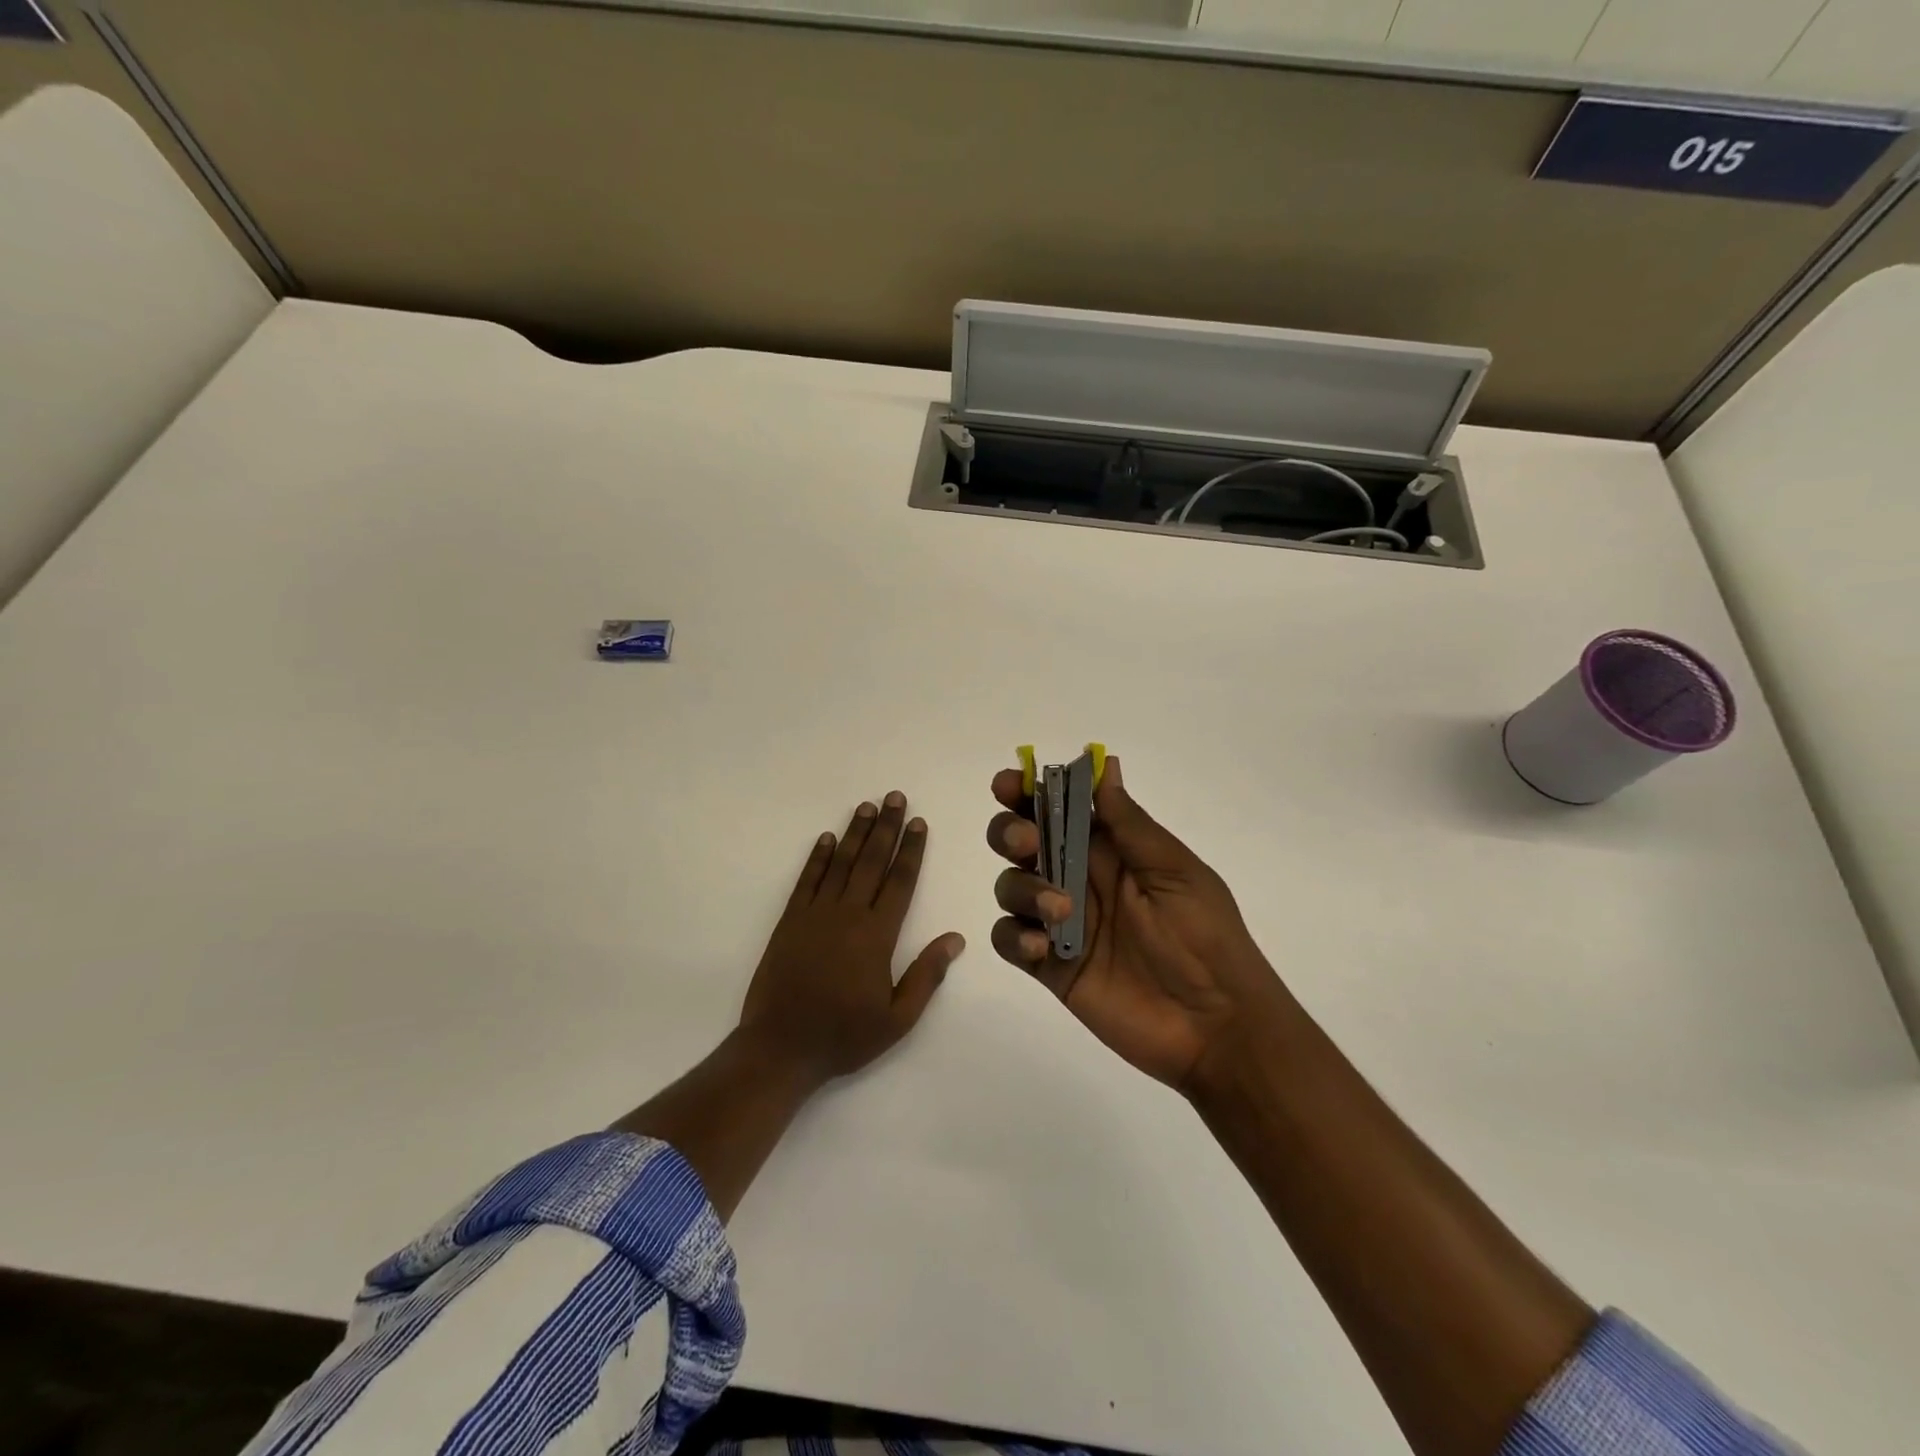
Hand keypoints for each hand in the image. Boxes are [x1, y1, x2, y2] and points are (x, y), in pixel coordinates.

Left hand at [740, 791, 964, 1086]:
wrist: (780, 1047)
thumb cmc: (844, 1035)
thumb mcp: (898, 1018)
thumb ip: (927, 975)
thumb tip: (955, 938)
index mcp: (877, 935)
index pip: (900, 881)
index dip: (911, 850)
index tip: (918, 822)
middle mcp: (848, 915)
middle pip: (872, 861)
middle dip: (886, 827)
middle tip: (895, 797)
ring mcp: (815, 914)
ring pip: (841, 863)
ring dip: (855, 833)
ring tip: (867, 806)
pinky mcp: (790, 921)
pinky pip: (807, 880)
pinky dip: (818, 857)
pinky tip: (827, 839)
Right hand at [986, 756, 1283, 1091]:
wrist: (1216, 1027)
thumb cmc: (1205, 938)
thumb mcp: (1175, 872)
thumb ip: (1131, 825)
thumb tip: (1104, 765)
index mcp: (1110, 850)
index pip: (1060, 808)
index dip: (1029, 791)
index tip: (1009, 784)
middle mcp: (1077, 878)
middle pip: (1021, 841)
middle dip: (1010, 831)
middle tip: (1026, 842)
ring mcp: (1060, 923)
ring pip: (1011, 886)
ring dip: (1022, 888)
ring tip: (1059, 910)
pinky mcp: (1050, 966)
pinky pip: (1009, 940)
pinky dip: (1013, 937)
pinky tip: (1039, 949)